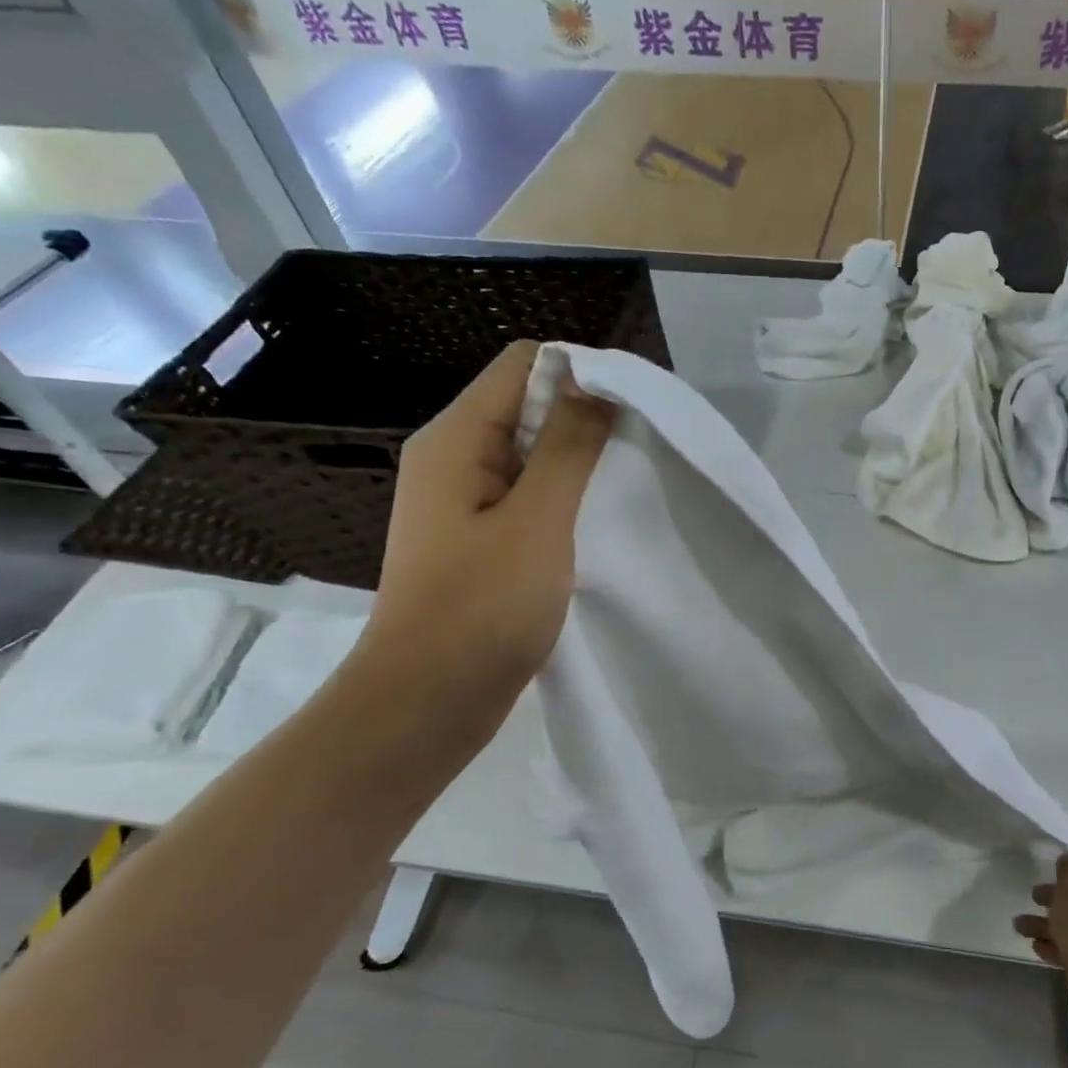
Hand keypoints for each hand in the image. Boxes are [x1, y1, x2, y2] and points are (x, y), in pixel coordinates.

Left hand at [355, 340, 613, 724]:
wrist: (429, 702)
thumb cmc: (481, 607)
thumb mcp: (537, 519)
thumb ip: (567, 446)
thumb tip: (593, 378)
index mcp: (454, 440)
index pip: (523, 365)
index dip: (581, 373)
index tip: (634, 410)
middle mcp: (452, 459)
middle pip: (527, 406)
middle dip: (585, 419)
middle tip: (639, 453)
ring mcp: (463, 503)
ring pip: (531, 456)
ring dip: (578, 464)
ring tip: (625, 488)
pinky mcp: (478, 542)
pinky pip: (527, 498)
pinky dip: (564, 500)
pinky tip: (596, 524)